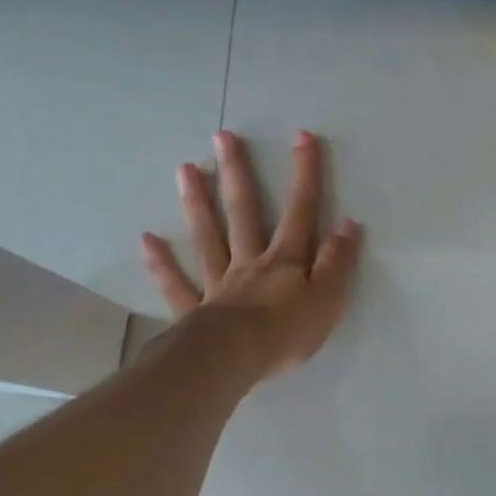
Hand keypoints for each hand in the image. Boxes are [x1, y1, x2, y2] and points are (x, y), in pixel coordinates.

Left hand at [139, 130, 362, 379]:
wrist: (234, 359)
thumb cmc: (286, 332)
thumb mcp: (328, 298)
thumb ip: (337, 262)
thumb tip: (348, 224)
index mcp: (285, 260)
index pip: (300, 211)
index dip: (304, 174)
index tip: (302, 136)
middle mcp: (249, 262)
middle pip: (243, 212)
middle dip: (237, 173)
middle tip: (222, 137)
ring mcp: (218, 283)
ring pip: (207, 237)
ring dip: (197, 203)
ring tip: (185, 169)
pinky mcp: (194, 310)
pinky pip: (176, 283)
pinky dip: (161, 263)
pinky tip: (147, 240)